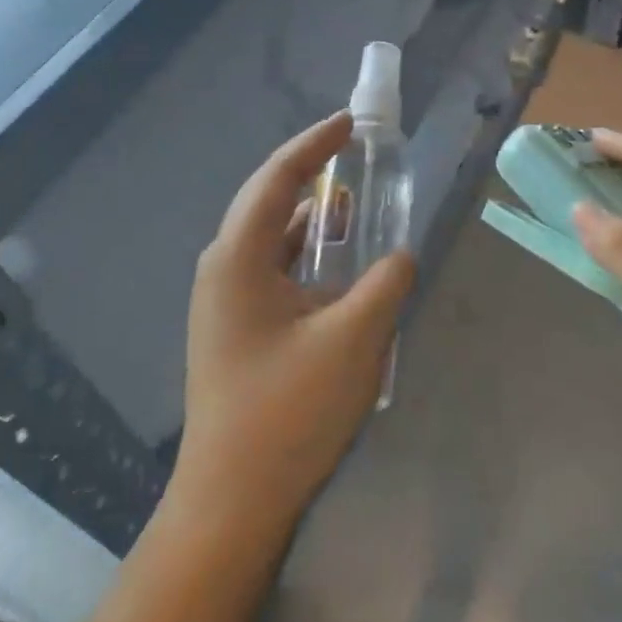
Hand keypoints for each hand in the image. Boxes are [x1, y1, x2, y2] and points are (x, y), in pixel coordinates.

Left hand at [171, 113, 415, 535]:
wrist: (233, 500)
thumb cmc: (288, 412)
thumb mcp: (353, 340)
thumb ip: (384, 284)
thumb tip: (398, 256)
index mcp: (238, 260)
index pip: (276, 180)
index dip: (314, 145)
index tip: (348, 122)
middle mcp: (223, 270)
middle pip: (268, 203)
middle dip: (310, 174)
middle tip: (352, 153)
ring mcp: (225, 302)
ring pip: (272, 241)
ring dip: (311, 220)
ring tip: (353, 203)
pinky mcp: (236, 329)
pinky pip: (275, 272)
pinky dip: (307, 257)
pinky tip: (338, 267)